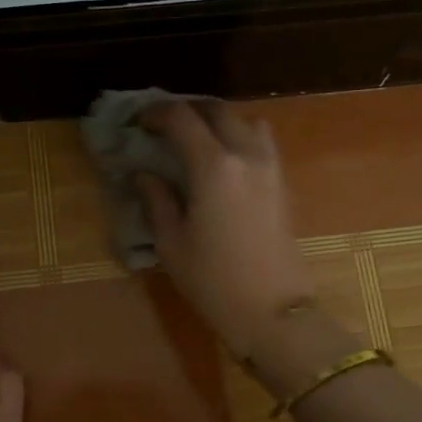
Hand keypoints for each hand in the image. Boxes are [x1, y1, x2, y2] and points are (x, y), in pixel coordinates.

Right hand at [137, 101, 316, 356]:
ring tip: (198, 140)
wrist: (273, 311)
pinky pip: (261, 142)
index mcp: (213, 166)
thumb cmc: (214, 280)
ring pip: (246, 121)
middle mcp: (245, 155)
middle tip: (165, 126)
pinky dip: (240, 137)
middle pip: (217, 111)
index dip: (156, 113)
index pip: (182, 118)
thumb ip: (157, 200)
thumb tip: (144, 174)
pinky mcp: (282, 183)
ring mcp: (270, 167)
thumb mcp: (172, 243)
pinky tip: (223, 163)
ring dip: (219, 121)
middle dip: (188, 111)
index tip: (139, 123)